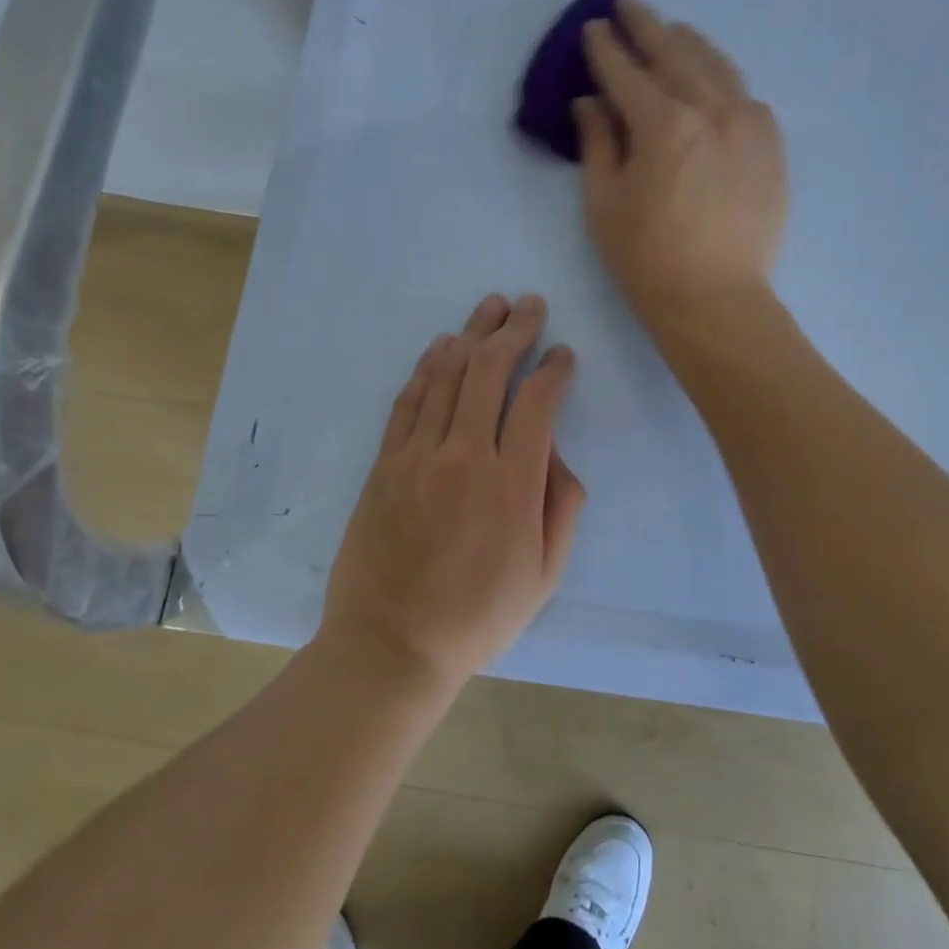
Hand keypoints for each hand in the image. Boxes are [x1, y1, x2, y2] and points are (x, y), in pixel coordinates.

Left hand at [318, 293, 585, 689]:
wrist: (393, 644)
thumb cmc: (479, 616)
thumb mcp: (545, 575)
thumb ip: (562, 507)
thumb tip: (556, 453)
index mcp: (512, 484)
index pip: (537, 403)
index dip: (553, 370)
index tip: (563, 355)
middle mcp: (465, 456)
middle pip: (490, 372)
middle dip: (514, 330)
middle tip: (529, 304)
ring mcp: (418, 456)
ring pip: (448, 376)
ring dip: (472, 335)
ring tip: (490, 306)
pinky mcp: (385, 464)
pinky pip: (408, 401)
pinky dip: (428, 367)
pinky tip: (442, 346)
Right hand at [575, 0, 787, 330]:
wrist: (715, 300)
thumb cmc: (647, 260)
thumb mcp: (604, 205)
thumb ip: (598, 144)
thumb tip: (590, 103)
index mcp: (664, 124)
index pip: (627, 73)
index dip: (606, 49)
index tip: (593, 29)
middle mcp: (712, 110)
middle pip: (675, 54)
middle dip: (647, 27)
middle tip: (628, 6)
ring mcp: (749, 125)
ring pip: (718, 67)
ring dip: (690, 44)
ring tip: (673, 31)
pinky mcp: (771, 147)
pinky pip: (747, 97)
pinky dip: (725, 81)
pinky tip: (715, 81)